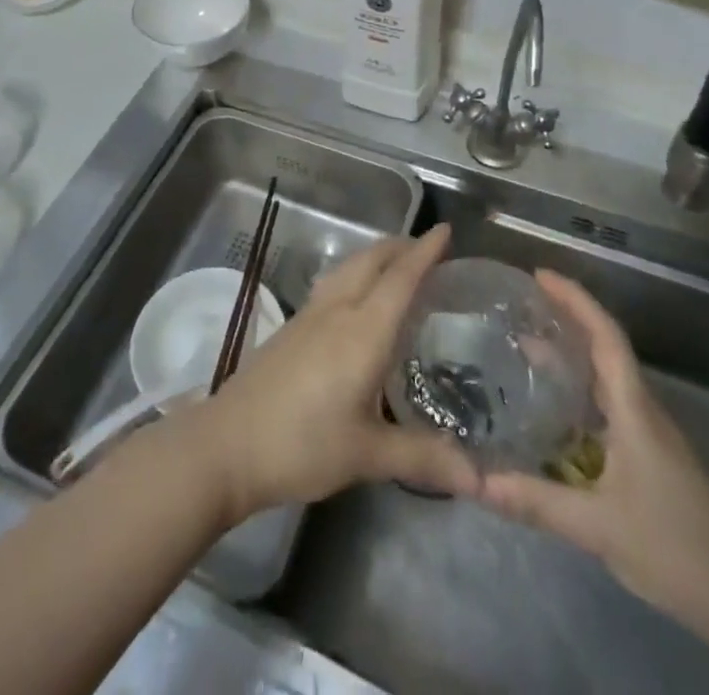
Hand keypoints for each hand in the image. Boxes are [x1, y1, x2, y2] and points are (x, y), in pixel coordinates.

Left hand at [174, 225, 479, 521]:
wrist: (228, 444)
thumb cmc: (302, 445)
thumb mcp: (367, 455)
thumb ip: (423, 457)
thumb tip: (479, 478)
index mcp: (362, 331)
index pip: (399, 278)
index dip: (424, 252)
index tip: (446, 230)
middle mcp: (336, 311)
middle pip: (370, 261)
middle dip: (400, 247)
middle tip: (429, 249)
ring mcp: (309, 316)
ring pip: (348, 268)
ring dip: (374, 257)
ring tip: (396, 264)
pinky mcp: (291, 328)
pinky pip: (332, 284)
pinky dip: (355, 275)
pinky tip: (357, 298)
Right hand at [472, 270, 708, 639]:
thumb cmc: (676, 548)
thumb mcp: (598, 527)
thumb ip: (537, 501)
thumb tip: (475, 482)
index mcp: (635, 410)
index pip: (606, 337)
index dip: (575, 300)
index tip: (540, 275)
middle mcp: (644, 412)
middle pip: (605, 350)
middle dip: (567, 321)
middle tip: (522, 308)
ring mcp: (653, 438)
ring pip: (608, 381)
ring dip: (573, 358)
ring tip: (527, 349)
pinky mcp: (655, 462)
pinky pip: (611, 408)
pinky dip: (581, 394)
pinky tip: (557, 414)